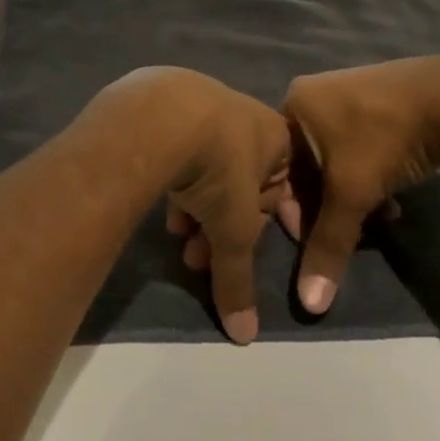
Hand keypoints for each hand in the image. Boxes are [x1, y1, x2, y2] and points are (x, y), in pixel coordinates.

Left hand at [100, 68, 289, 343]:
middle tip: (197, 259)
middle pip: (239, 183)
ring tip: (177, 239)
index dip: (261, 229)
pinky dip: (175, 181)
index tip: (240, 253)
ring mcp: (204, 104)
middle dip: (220, 227)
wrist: (163, 113)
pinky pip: (180, 150)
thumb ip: (239, 280)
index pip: (278, 192)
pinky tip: (161, 207)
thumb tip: (245, 336)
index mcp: (276, 136)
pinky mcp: (167, 104)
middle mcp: (245, 116)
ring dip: (196, 210)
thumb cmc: (219, 168)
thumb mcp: (235, 231)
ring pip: (207, 168)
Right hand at [281, 57, 439, 313]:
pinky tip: (394, 199)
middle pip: (309, 164)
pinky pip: (362, 143)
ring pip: (338, 158)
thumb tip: (309, 304)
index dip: (296, 211)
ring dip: (354, 194)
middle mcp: (315, 93)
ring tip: (378, 219)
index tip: (318, 239)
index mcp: (293, 104)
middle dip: (330, 204)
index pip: (280, 168)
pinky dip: (372, 173)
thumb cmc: (382, 139)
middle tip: (352, 232)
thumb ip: (328, 246)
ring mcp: (350, 91)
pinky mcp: (381, 97)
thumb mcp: (351, 194)